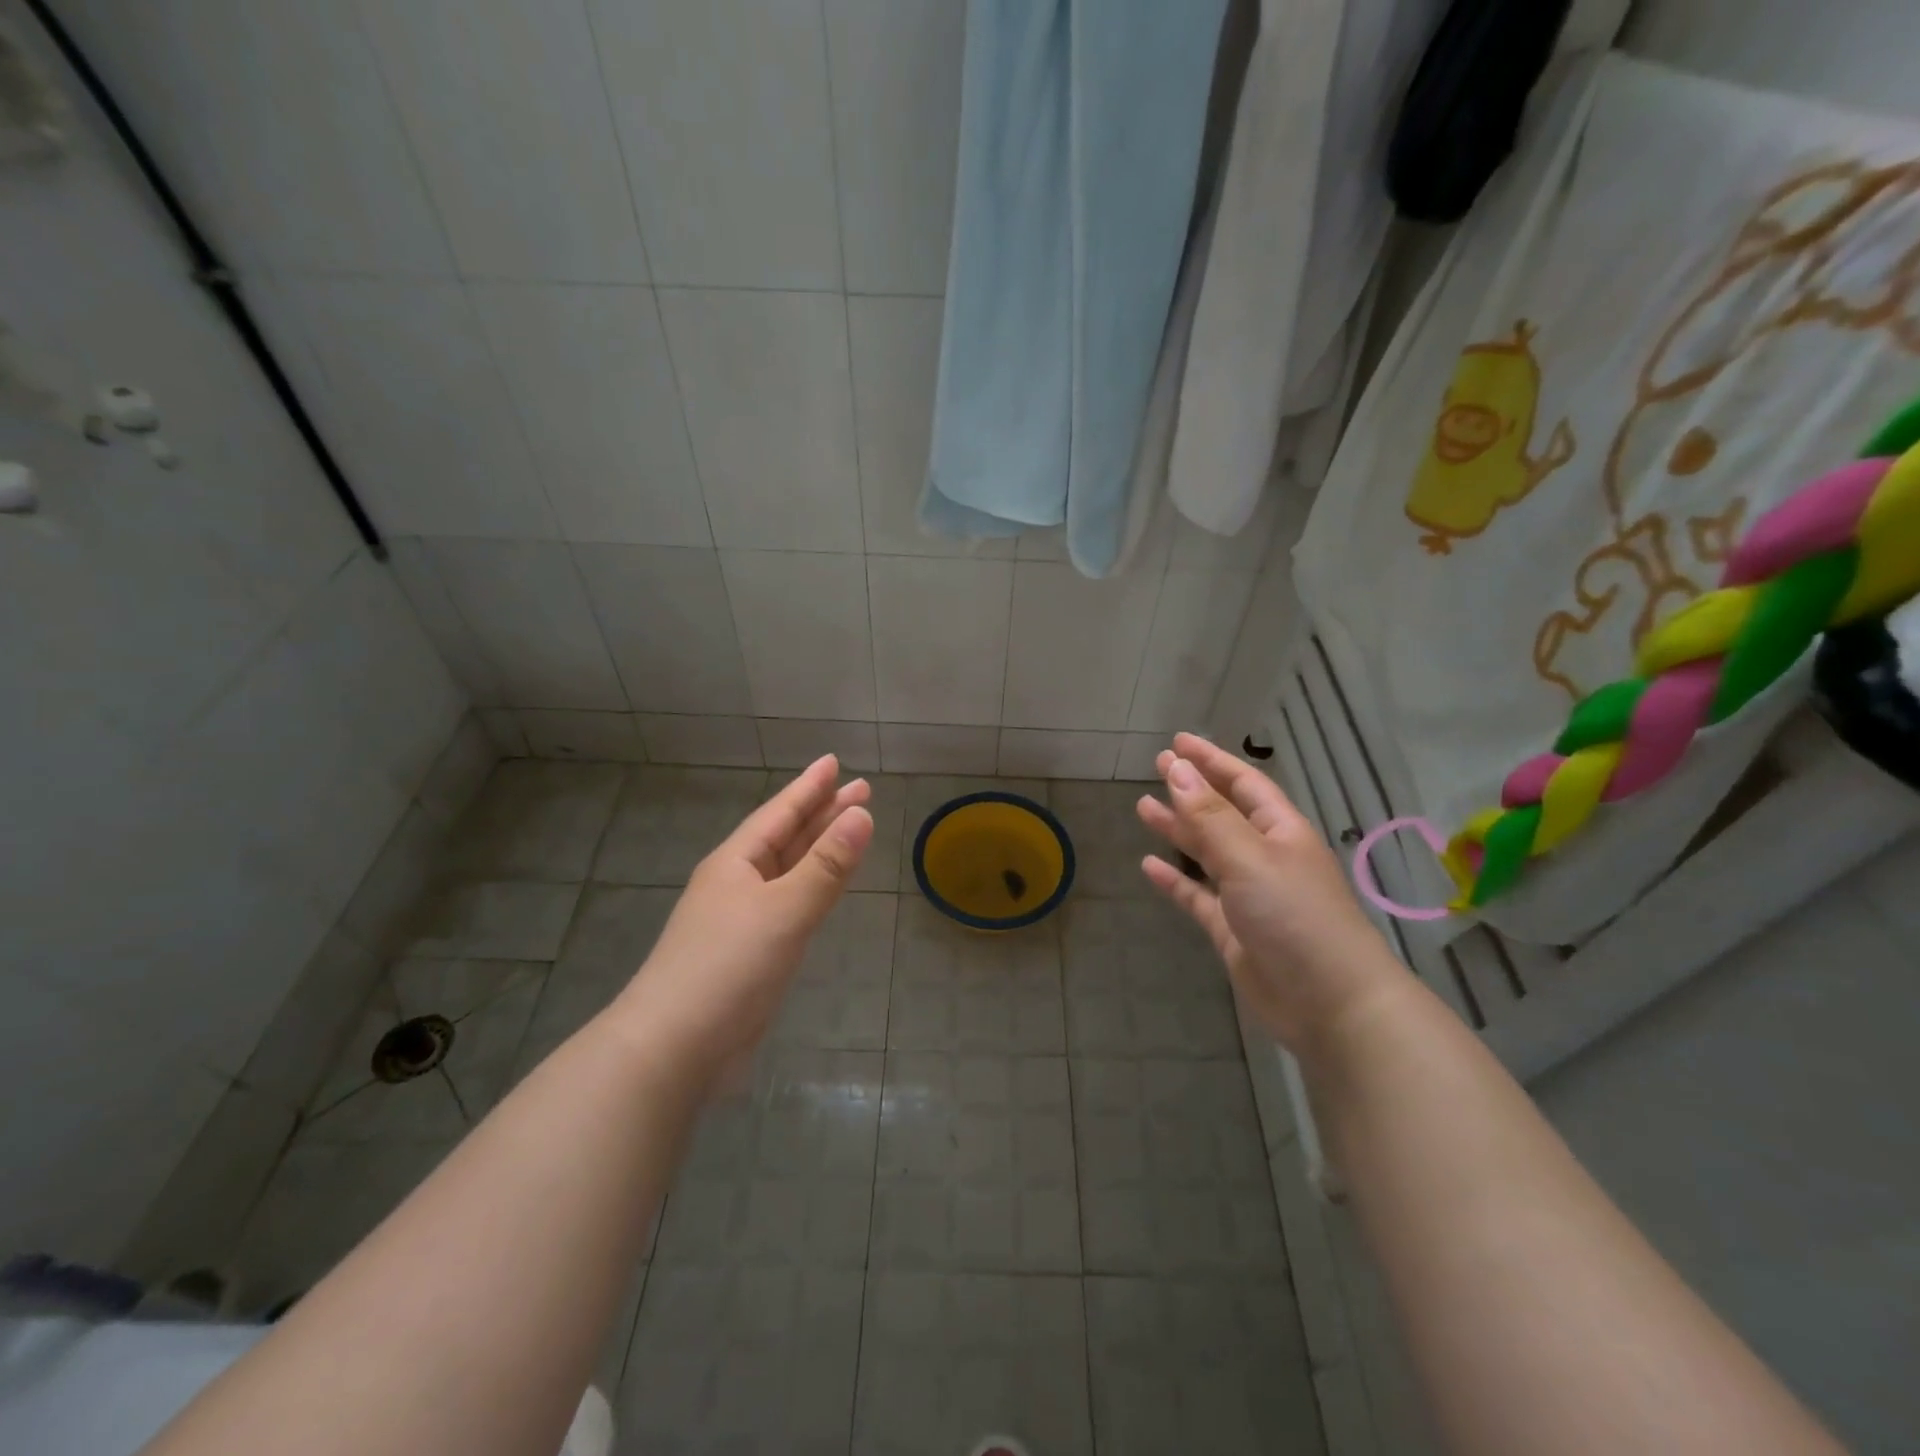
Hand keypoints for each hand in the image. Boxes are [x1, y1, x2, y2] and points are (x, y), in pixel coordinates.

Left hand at [614, 755, 873, 1087]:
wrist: (673, 1048)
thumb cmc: (728, 966)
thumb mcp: (784, 909)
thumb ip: (826, 864)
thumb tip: (862, 814)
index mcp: (735, 863)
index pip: (780, 813)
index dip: (809, 787)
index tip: (835, 762)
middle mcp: (736, 884)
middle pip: (786, 838)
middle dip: (822, 813)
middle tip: (860, 790)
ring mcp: (740, 921)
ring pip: (787, 871)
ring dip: (818, 849)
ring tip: (850, 829)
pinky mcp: (749, 955)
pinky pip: (788, 905)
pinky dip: (811, 889)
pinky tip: (823, 890)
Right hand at [1136, 732, 1399, 1053]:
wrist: (1329, 1003)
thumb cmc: (1295, 917)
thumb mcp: (1249, 857)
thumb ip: (1209, 816)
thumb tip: (1175, 769)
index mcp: (1280, 831)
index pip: (1243, 783)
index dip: (1211, 760)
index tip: (1177, 742)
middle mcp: (1264, 856)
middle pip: (1222, 813)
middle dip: (1191, 789)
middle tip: (1156, 767)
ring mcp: (1248, 894)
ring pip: (1207, 852)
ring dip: (1178, 829)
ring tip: (1143, 808)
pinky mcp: (1232, 930)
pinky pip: (1197, 896)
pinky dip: (1175, 880)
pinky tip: (1148, 867)